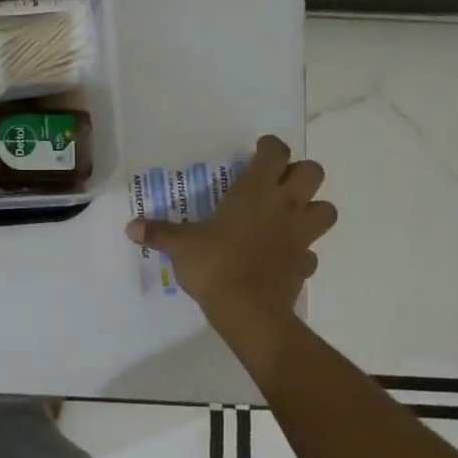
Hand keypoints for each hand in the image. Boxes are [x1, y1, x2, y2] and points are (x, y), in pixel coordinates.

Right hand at [124, 135, 336, 317]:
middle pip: (314, 173)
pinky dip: (301, 251)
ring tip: (289, 216)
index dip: (271, 146)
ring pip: (327, 210)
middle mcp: (284, 206)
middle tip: (278, 182)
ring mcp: (300, 236)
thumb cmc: (214, 265)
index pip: (276, 152)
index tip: (259, 150)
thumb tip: (130, 227)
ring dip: (313, 209)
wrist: (248, 311)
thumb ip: (158, 232)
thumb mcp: (180, 246)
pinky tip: (282, 256)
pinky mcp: (305, 264)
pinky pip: (311, 252)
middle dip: (300, 173)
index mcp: (255, 191)